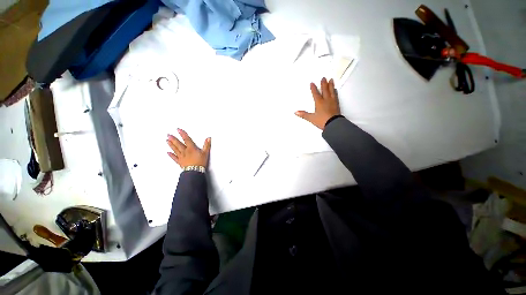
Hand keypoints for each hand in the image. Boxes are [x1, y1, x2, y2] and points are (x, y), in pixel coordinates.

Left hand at [166, 129, 210, 167]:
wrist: (195, 171)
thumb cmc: (200, 162)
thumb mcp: (205, 153)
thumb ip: (206, 145)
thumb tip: (208, 139)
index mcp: (191, 148)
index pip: (186, 139)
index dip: (182, 134)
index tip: (178, 130)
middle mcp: (185, 152)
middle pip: (178, 144)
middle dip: (173, 139)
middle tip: (169, 135)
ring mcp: (181, 157)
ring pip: (175, 149)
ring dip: (171, 145)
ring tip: (167, 141)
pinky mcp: (180, 162)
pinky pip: (174, 158)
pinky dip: (171, 155)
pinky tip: (168, 153)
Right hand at [295, 77, 340, 129]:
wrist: (333, 124)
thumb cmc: (322, 121)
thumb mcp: (311, 118)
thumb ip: (303, 115)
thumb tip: (296, 112)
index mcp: (319, 102)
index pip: (315, 93)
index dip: (313, 88)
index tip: (312, 83)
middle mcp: (326, 100)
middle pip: (325, 90)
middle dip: (323, 84)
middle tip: (323, 78)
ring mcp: (332, 102)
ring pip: (331, 91)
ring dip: (331, 85)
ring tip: (331, 80)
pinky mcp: (337, 105)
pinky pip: (336, 96)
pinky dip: (335, 92)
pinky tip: (335, 90)